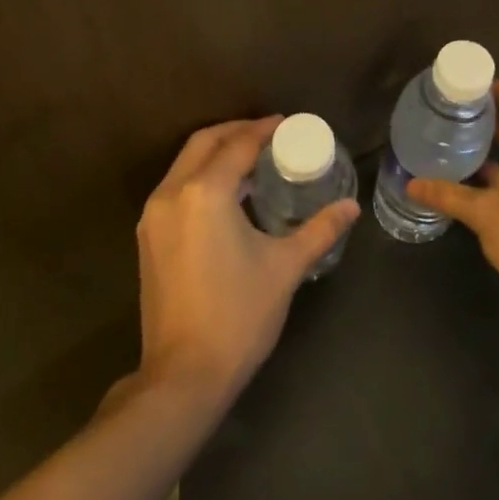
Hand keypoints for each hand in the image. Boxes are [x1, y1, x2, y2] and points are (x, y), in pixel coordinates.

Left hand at [134, 117, 359, 405]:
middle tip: (268, 135)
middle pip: (204, 143)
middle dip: (235, 131)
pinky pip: (175, 187)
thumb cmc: (239, 315)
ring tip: (250, 159)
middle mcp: (172, 194)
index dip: (264, 130)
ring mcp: (153, 216)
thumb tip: (351, 207)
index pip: (238, 145)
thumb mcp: (285, 267)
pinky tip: (225, 193)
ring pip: (184, 164)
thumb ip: (319, 230)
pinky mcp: (148, 237)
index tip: (287, 124)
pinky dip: (200, 176)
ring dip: (215, 153)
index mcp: (205, 192)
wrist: (184, 375)